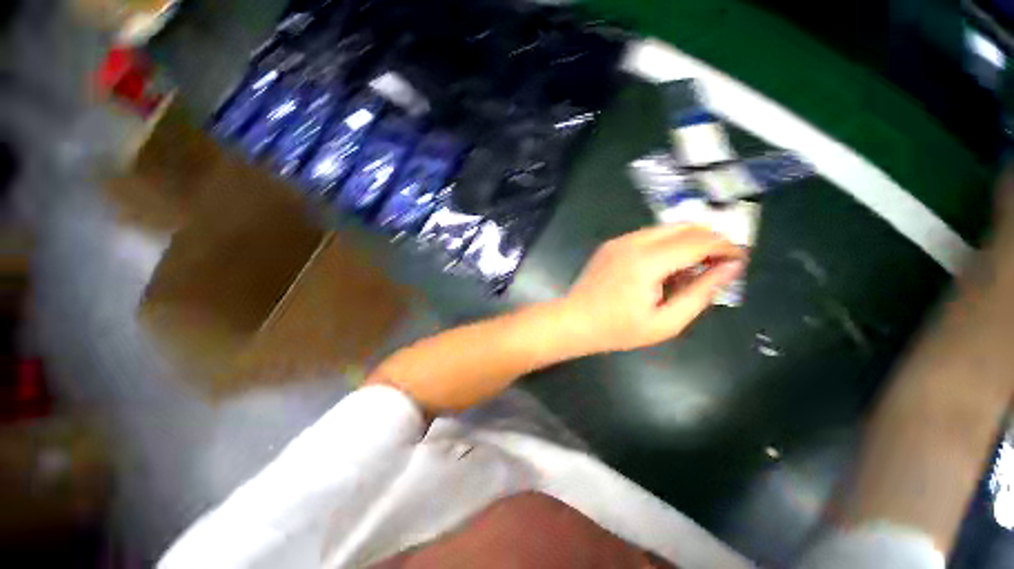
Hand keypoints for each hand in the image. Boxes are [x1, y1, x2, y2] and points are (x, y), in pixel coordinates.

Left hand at [559, 224, 745, 353]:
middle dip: (709, 239)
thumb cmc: (617, 329)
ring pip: (666, 228)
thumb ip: (700, 293)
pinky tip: (666, 267)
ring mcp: (619, 240)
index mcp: (647, 261)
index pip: (698, 240)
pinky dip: (666, 244)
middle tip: (721, 262)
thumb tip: (729, 269)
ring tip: (694, 268)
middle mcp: (633, 242)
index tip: (740, 259)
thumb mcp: (665, 322)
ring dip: (687, 241)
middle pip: (684, 226)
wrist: (574, 320)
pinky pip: (648, 236)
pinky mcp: (611, 244)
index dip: (725, 246)